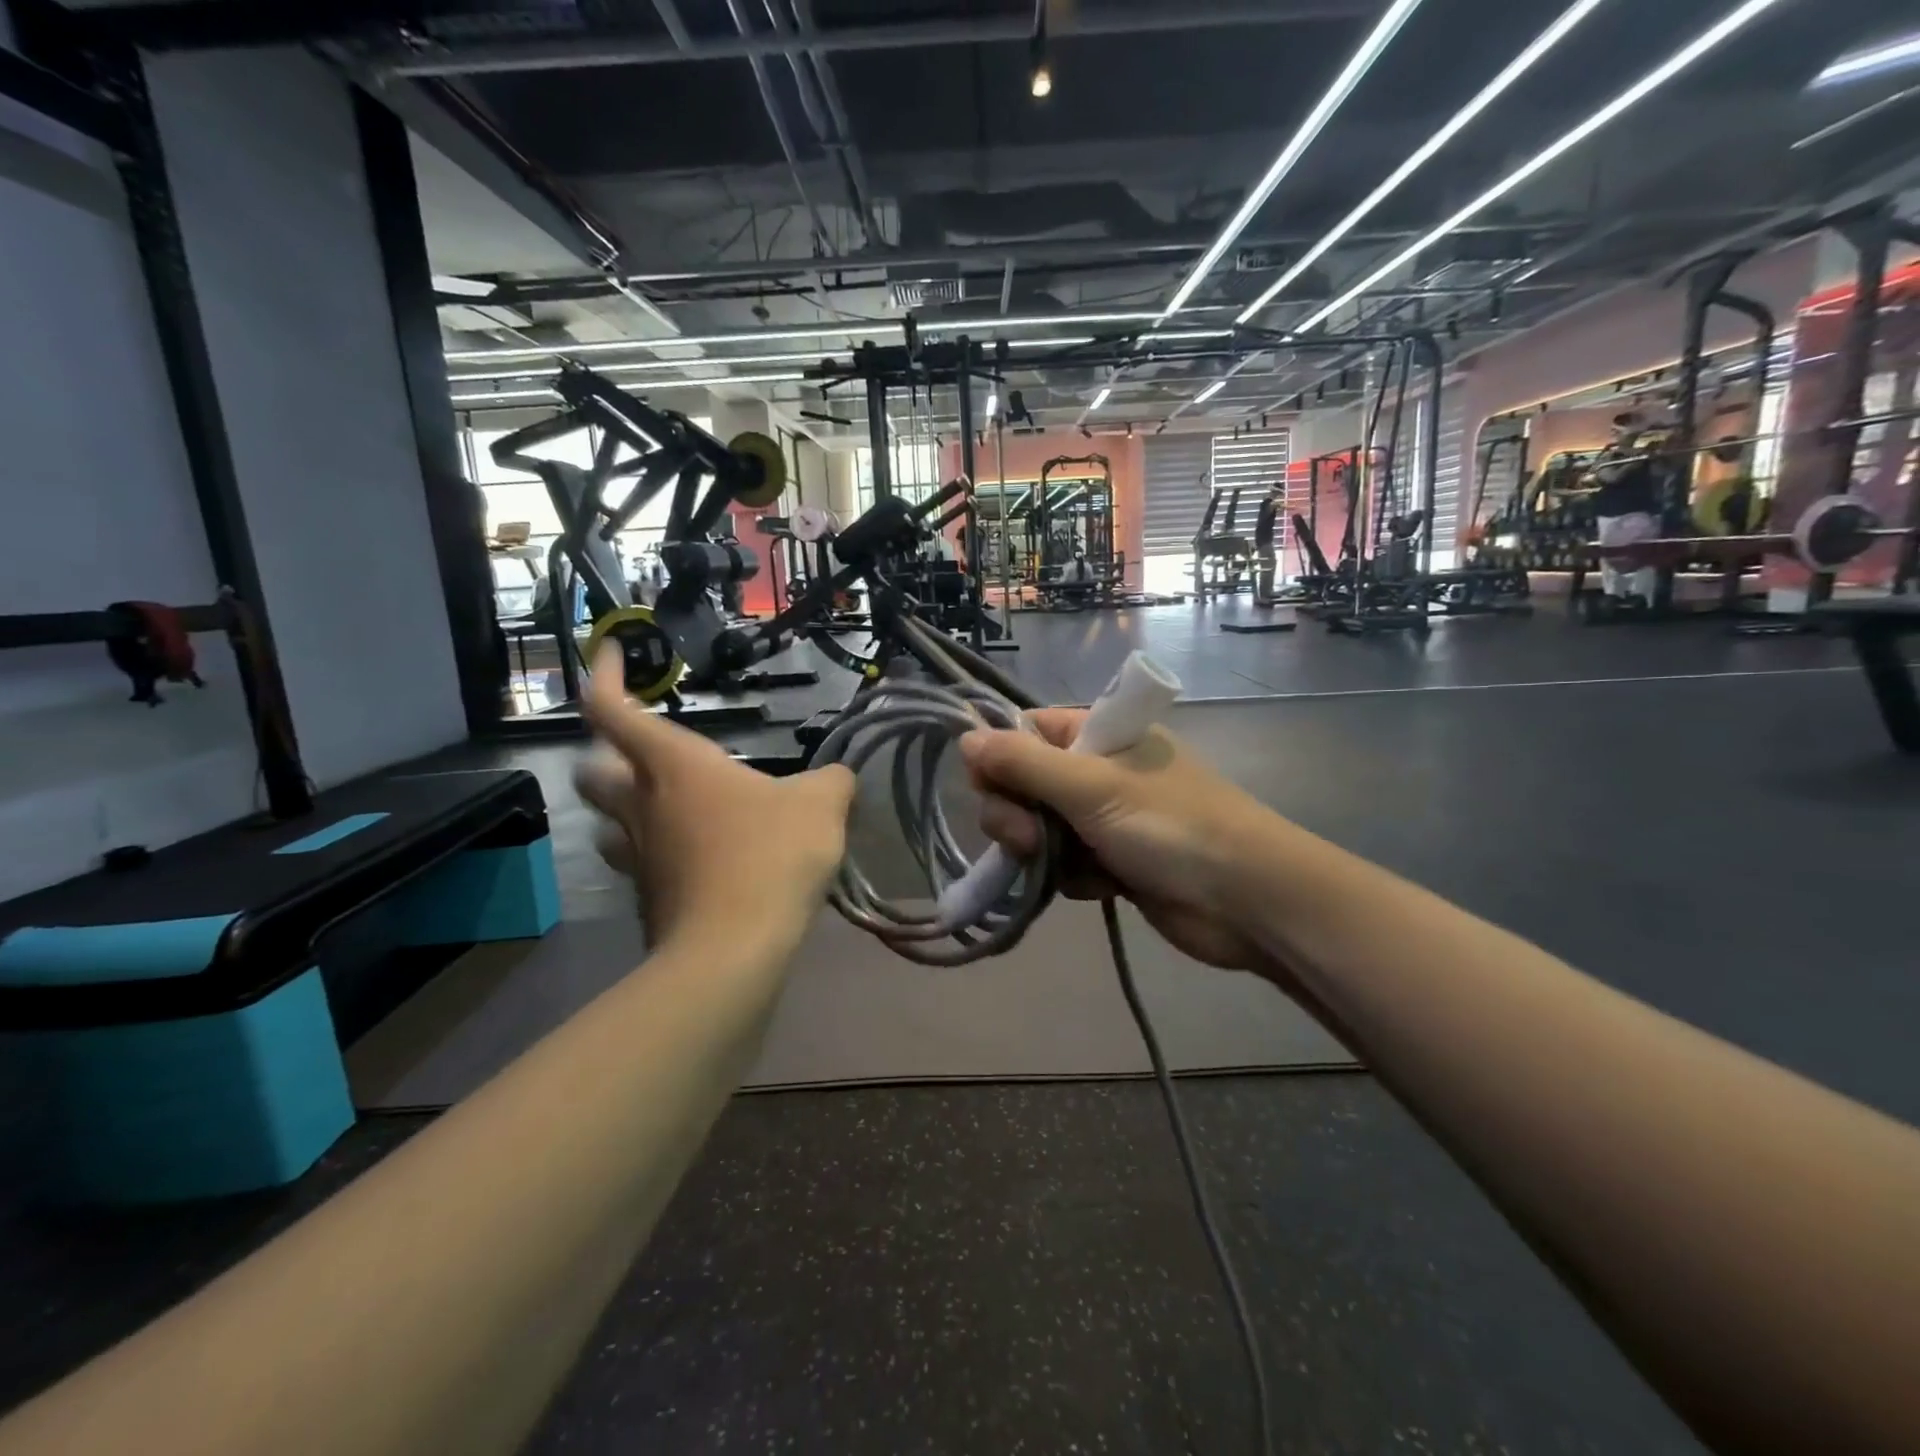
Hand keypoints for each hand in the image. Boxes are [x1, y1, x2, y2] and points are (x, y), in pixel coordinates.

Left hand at [576, 646, 854, 946]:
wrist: (734, 951)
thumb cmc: (770, 856)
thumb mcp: (821, 805)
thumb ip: (832, 780)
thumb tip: (837, 777)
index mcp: (674, 766)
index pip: (611, 709)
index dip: (606, 675)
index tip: (615, 651)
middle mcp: (643, 805)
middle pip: (592, 771)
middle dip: (606, 755)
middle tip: (644, 754)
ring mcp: (639, 857)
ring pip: (610, 823)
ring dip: (627, 809)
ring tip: (668, 809)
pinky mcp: (648, 900)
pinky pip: (642, 865)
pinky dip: (660, 854)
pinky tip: (698, 861)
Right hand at [960, 711, 1272, 973]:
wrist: (1247, 901)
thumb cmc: (1171, 826)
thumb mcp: (1092, 787)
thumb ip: (1023, 763)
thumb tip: (964, 739)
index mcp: (1098, 735)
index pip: (1024, 732)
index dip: (998, 758)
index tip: (989, 787)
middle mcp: (1097, 771)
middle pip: (1023, 784)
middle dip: (1016, 813)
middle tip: (1027, 837)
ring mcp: (1104, 818)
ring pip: (1039, 828)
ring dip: (1041, 850)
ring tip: (1067, 868)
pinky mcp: (1112, 862)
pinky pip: (1064, 863)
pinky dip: (1070, 877)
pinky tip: (1095, 887)